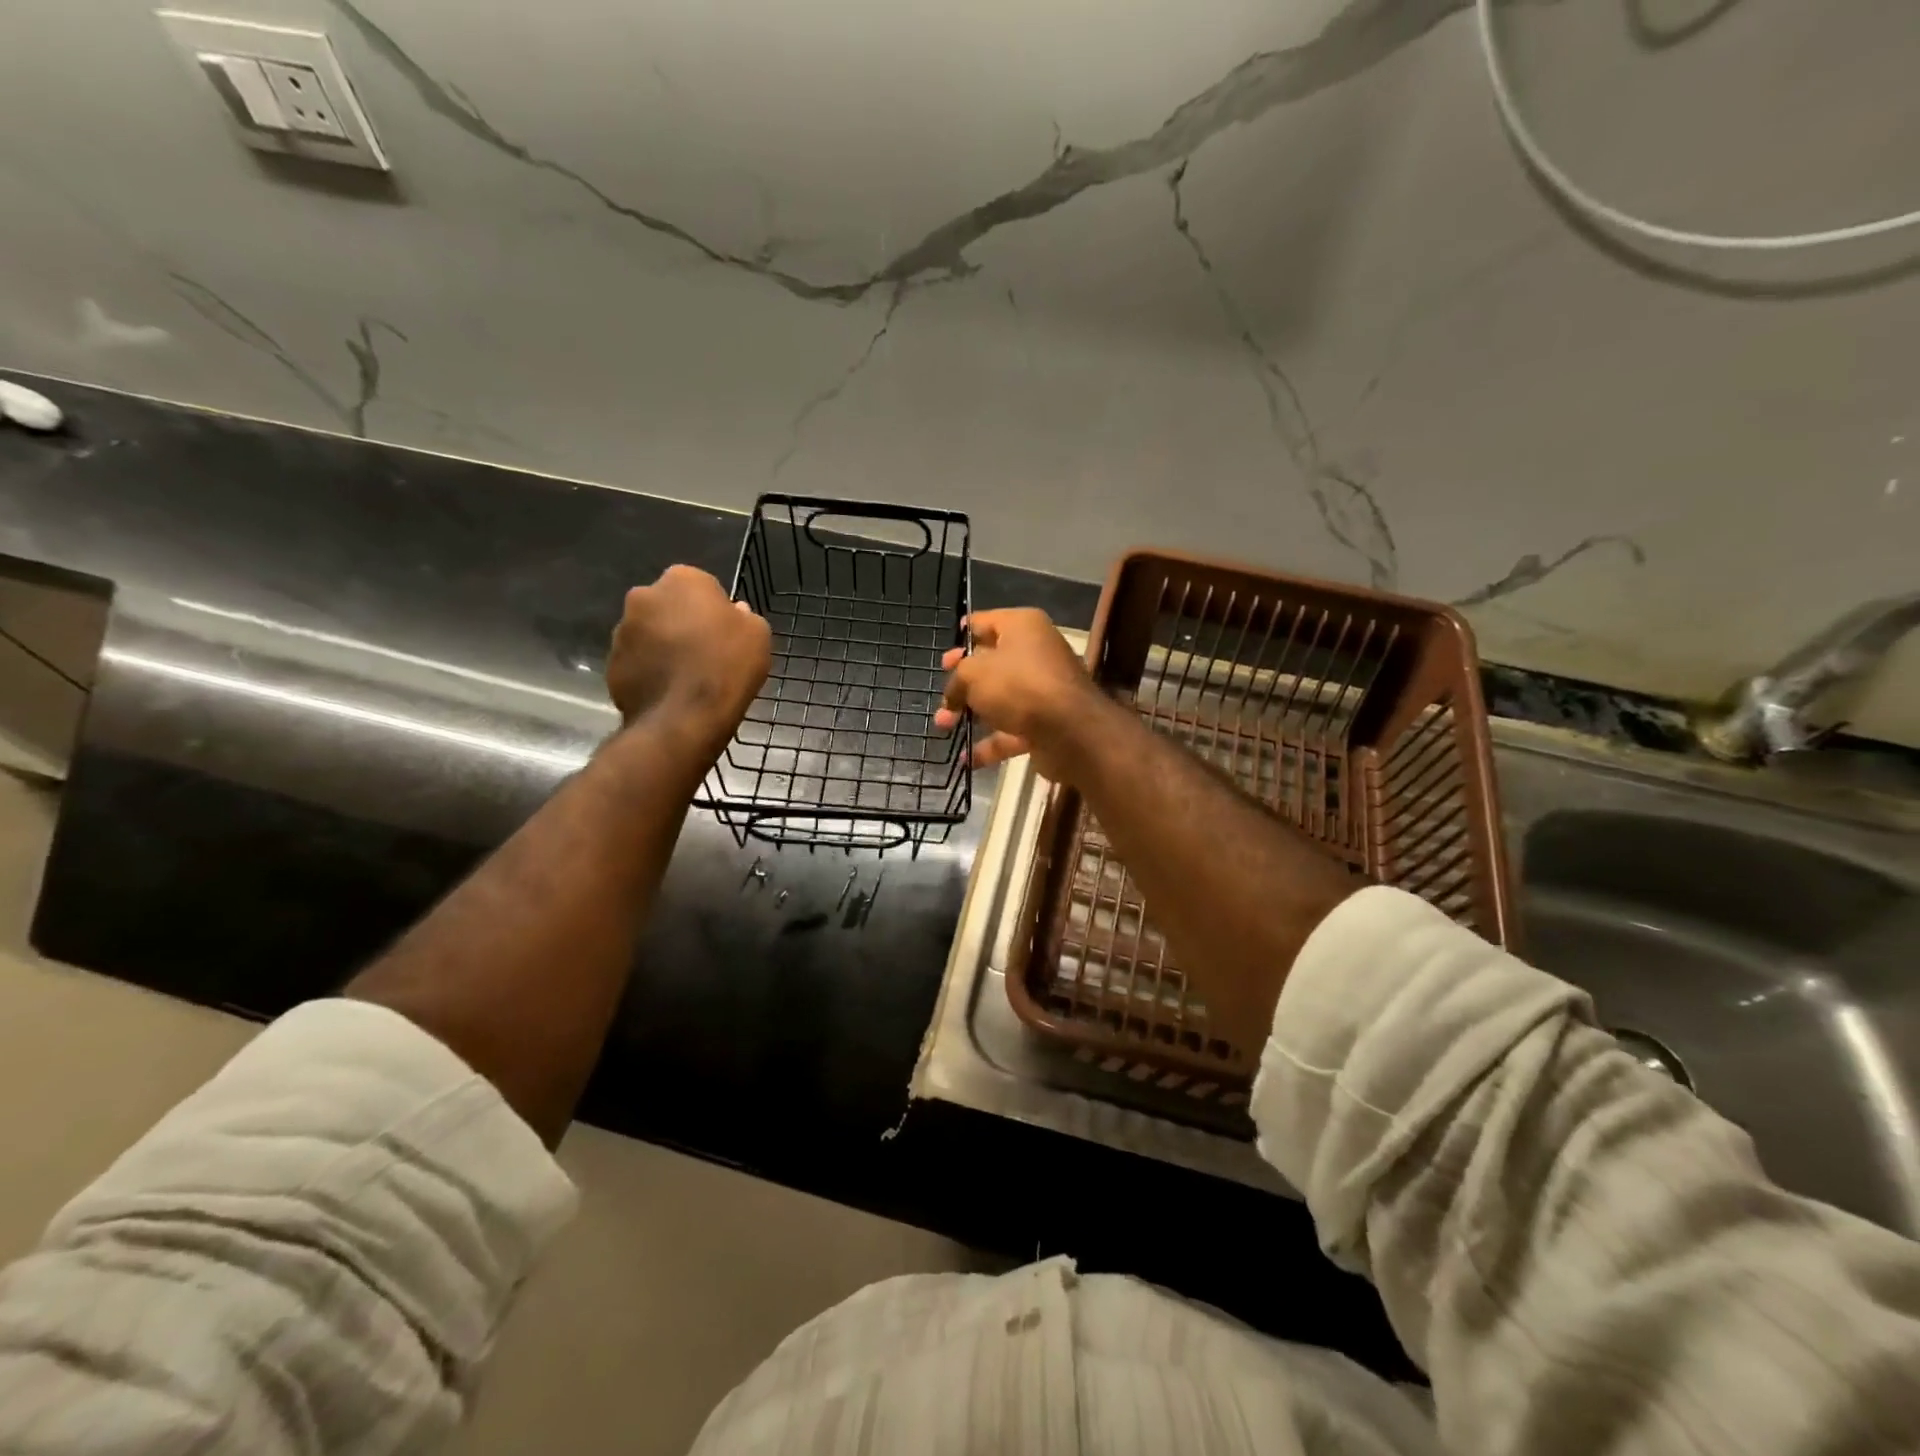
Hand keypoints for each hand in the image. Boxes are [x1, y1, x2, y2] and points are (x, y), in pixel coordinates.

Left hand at [607, 566, 770, 743]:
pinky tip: (669, 693)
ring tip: (686, 678)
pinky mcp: (611, 663)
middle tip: (705, 654)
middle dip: (683, 624)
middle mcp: (644, 596)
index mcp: (682, 579)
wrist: (685, 717)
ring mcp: (622, 631)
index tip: (725, 634)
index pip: (701, 586)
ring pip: (649, 634)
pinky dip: (650, 672)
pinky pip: (637, 662)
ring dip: (664, 648)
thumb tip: (732, 613)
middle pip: (669, 607)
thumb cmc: (727, 666)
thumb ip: (744, 616)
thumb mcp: (758, 634)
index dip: (715, 610)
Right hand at [934, 608, 1105, 779]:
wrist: (1070, 731)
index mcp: (1022, 627)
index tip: (945, 653)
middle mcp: (1035, 653)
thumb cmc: (1018, 686)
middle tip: (943, 692)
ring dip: (971, 713)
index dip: (963, 635)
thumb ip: (956, 681)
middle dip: (962, 682)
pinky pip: (1011, 730)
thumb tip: (953, 696)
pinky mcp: (1046, 723)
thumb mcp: (973, 674)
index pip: (986, 622)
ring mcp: (1043, 690)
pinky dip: (990, 744)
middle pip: (992, 664)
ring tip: (942, 726)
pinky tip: (965, 759)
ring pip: (1000, 699)